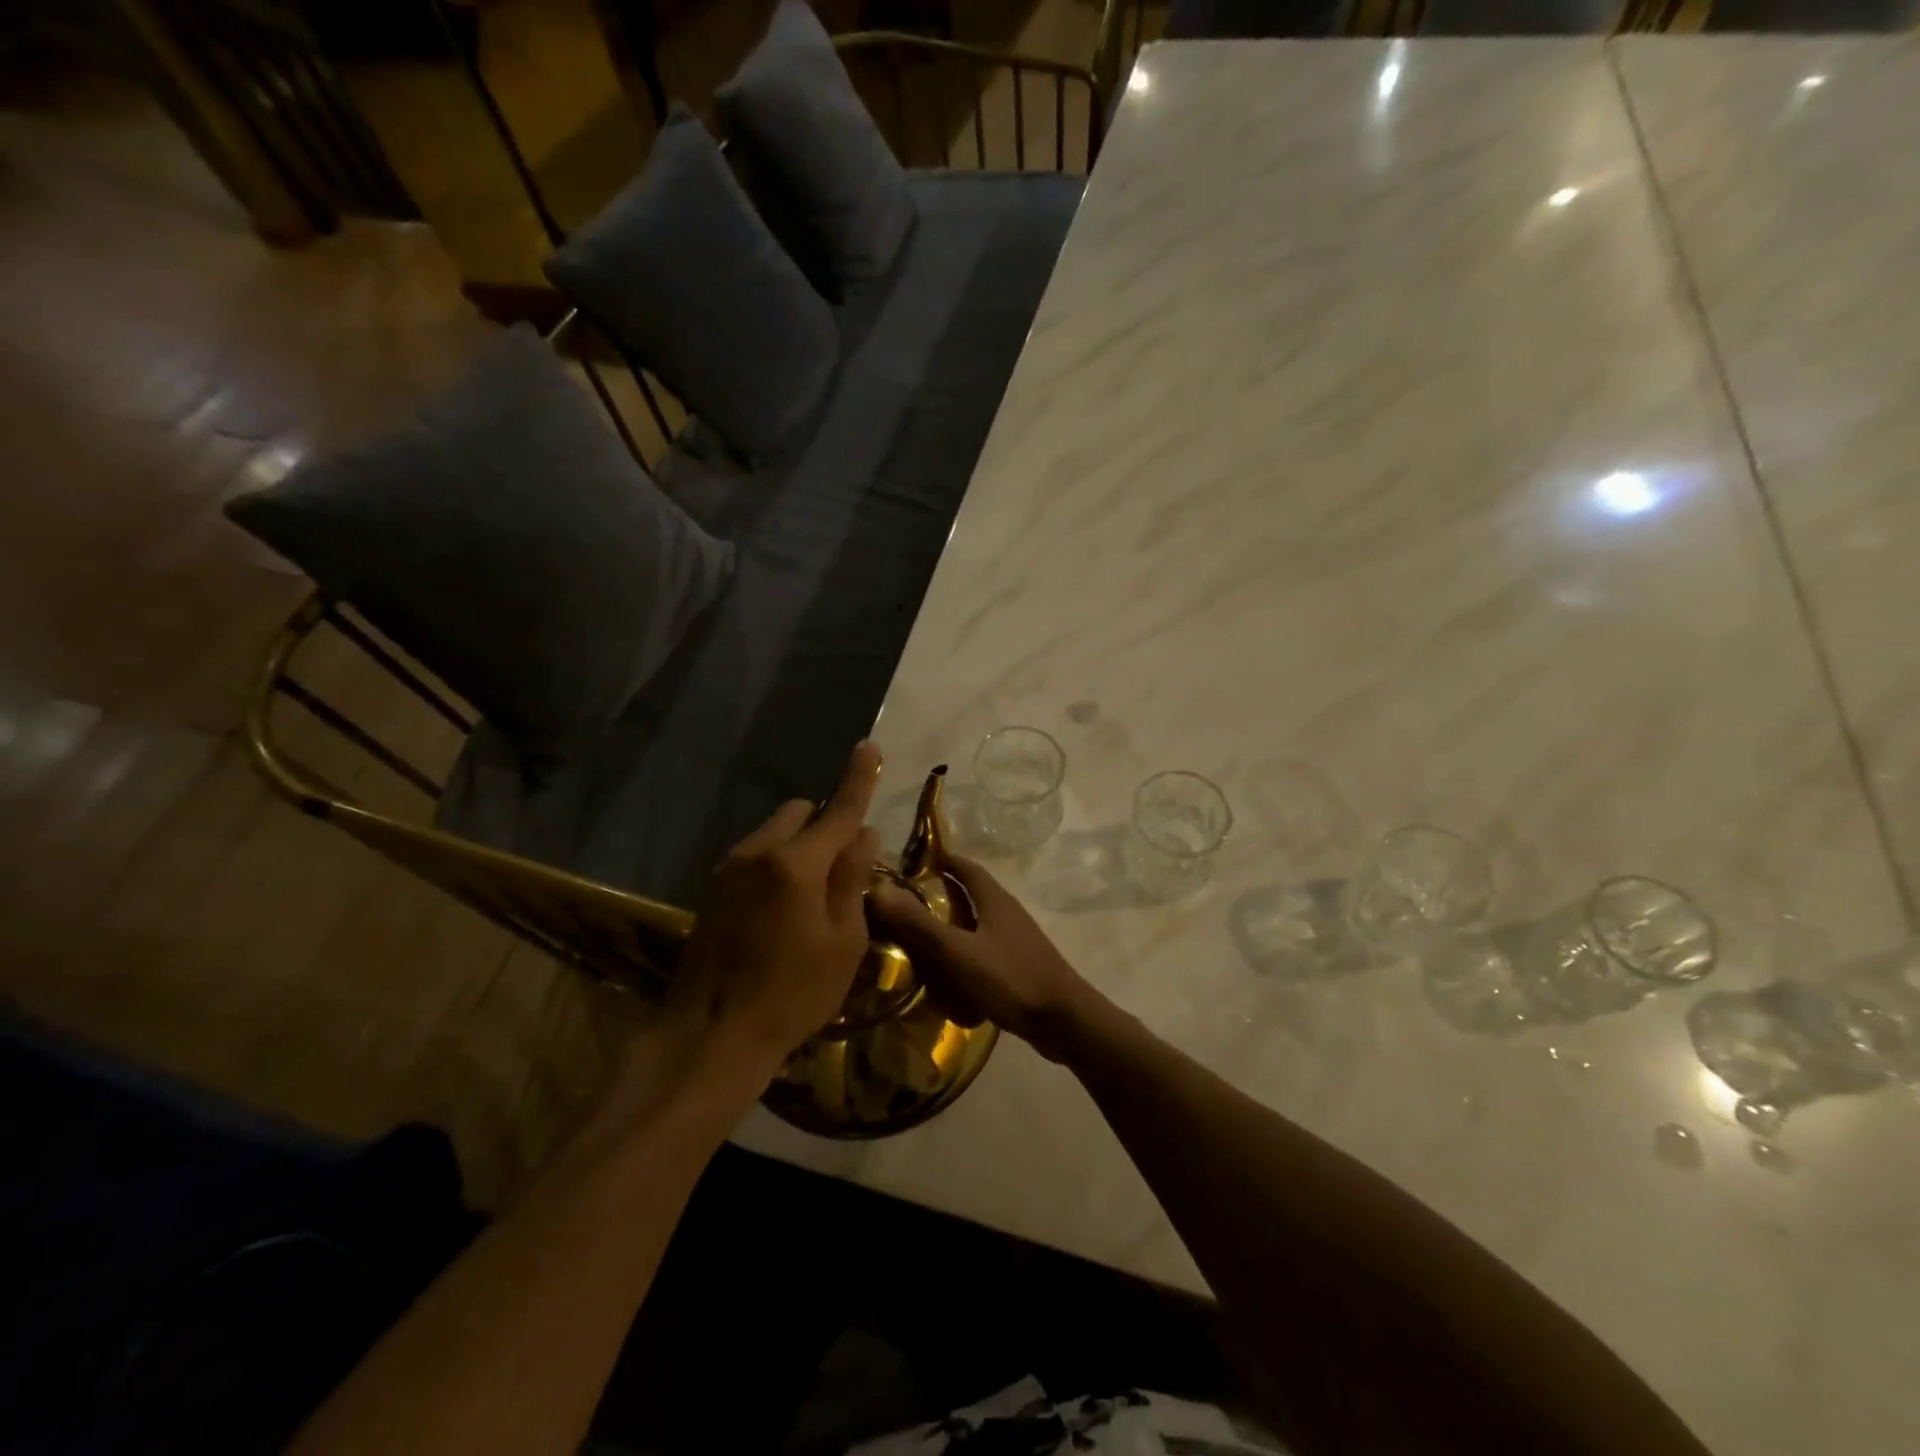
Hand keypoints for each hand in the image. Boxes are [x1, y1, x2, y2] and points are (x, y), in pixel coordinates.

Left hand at [664, 742, 882, 1080]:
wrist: (710, 1033)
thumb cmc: (792, 993)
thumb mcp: (843, 942)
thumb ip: (852, 879)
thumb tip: (863, 836)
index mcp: (797, 863)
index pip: (839, 809)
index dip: (858, 777)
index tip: (869, 746)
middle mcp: (759, 852)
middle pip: (801, 811)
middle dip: (826, 823)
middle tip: (843, 866)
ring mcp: (731, 868)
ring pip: (776, 832)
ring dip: (800, 844)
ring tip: (812, 896)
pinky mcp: (714, 888)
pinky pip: (756, 855)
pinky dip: (778, 863)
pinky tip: (782, 910)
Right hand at [869, 856, 1096, 1061]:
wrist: (1064, 1021)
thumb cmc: (1009, 978)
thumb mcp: (957, 951)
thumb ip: (919, 923)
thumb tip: (880, 890)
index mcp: (995, 900)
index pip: (966, 868)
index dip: (943, 860)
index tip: (913, 862)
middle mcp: (1007, 913)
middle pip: (972, 895)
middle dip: (941, 897)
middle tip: (906, 908)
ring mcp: (1016, 942)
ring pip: (977, 927)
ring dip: (952, 930)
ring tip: (920, 944)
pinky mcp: (1020, 967)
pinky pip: (984, 954)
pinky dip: (964, 958)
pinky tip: (949, 978)